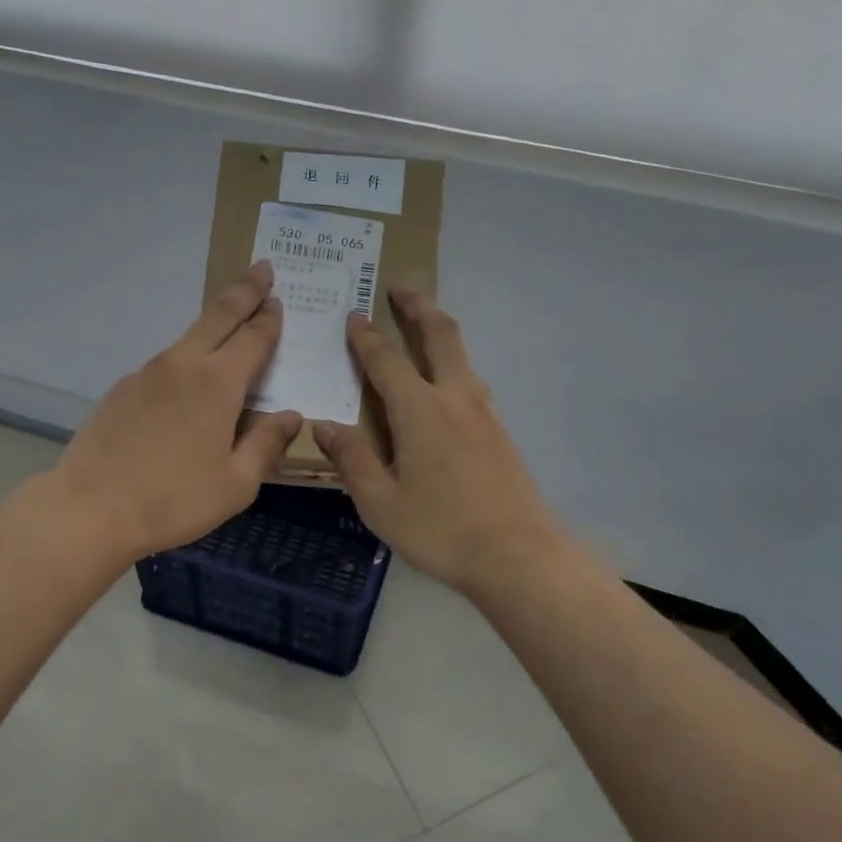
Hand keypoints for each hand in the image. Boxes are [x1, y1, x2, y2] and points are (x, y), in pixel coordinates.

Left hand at [51, 261, 301, 560]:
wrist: (90, 509)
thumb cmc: (173, 500)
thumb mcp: (236, 484)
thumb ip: (266, 444)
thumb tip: (290, 416)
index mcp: (218, 385)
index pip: (253, 338)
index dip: (269, 318)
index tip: (279, 300)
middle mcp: (183, 366)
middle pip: (218, 316)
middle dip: (244, 290)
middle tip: (262, 269)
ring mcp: (147, 373)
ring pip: (188, 337)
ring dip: (213, 324)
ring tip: (229, 326)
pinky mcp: (122, 389)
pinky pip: (164, 365)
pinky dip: (185, 361)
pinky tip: (185, 387)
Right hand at [314, 289, 562, 594]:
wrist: (517, 554)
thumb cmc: (440, 530)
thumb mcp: (380, 502)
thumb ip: (353, 459)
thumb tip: (325, 426)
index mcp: (420, 411)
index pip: (386, 360)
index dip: (366, 337)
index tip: (353, 316)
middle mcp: (455, 398)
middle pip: (439, 335)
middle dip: (418, 305)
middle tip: (400, 286)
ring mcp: (483, 412)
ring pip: (462, 355)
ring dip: (439, 331)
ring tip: (422, 325)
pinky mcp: (499, 431)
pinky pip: (471, 381)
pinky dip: (453, 364)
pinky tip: (445, 384)